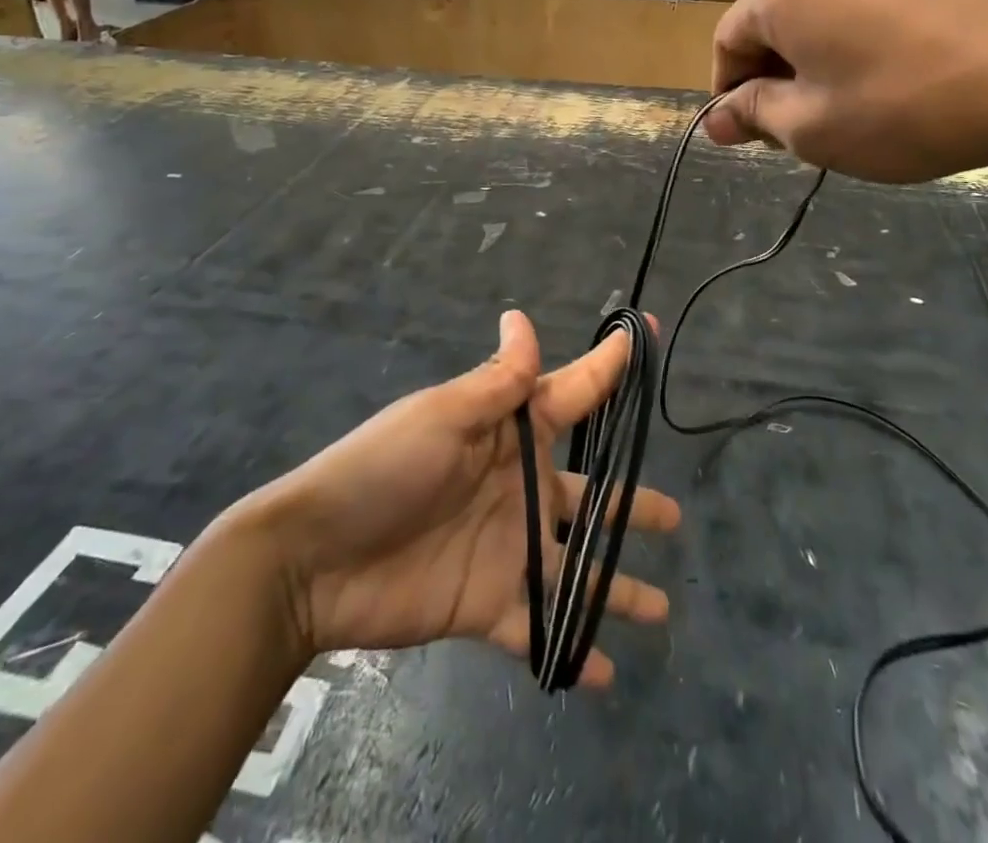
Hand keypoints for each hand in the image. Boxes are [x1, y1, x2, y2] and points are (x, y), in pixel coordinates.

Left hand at [234, 311, 679, 685]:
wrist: (314, 561)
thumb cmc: (384, 470)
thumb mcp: (443, 417)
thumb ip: (495, 382)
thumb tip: (520, 316)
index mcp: (511, 433)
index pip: (574, 392)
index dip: (610, 366)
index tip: (648, 335)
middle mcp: (520, 487)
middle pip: (590, 493)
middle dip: (630, 503)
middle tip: (673, 516)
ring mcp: (508, 548)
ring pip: (577, 565)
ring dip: (615, 586)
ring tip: (661, 609)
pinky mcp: (488, 604)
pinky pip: (539, 628)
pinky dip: (571, 649)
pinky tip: (602, 673)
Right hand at [704, 0, 987, 183]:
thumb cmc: (899, 108)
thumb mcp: (810, 127)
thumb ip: (752, 115)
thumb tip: (714, 119)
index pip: (727, 42)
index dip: (729, 94)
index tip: (751, 137)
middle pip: (773, 29)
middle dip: (774, 82)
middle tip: (797, 135)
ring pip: (820, 24)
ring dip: (815, 70)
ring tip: (848, 117)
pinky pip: (864, 18)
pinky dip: (857, 55)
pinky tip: (891, 92)